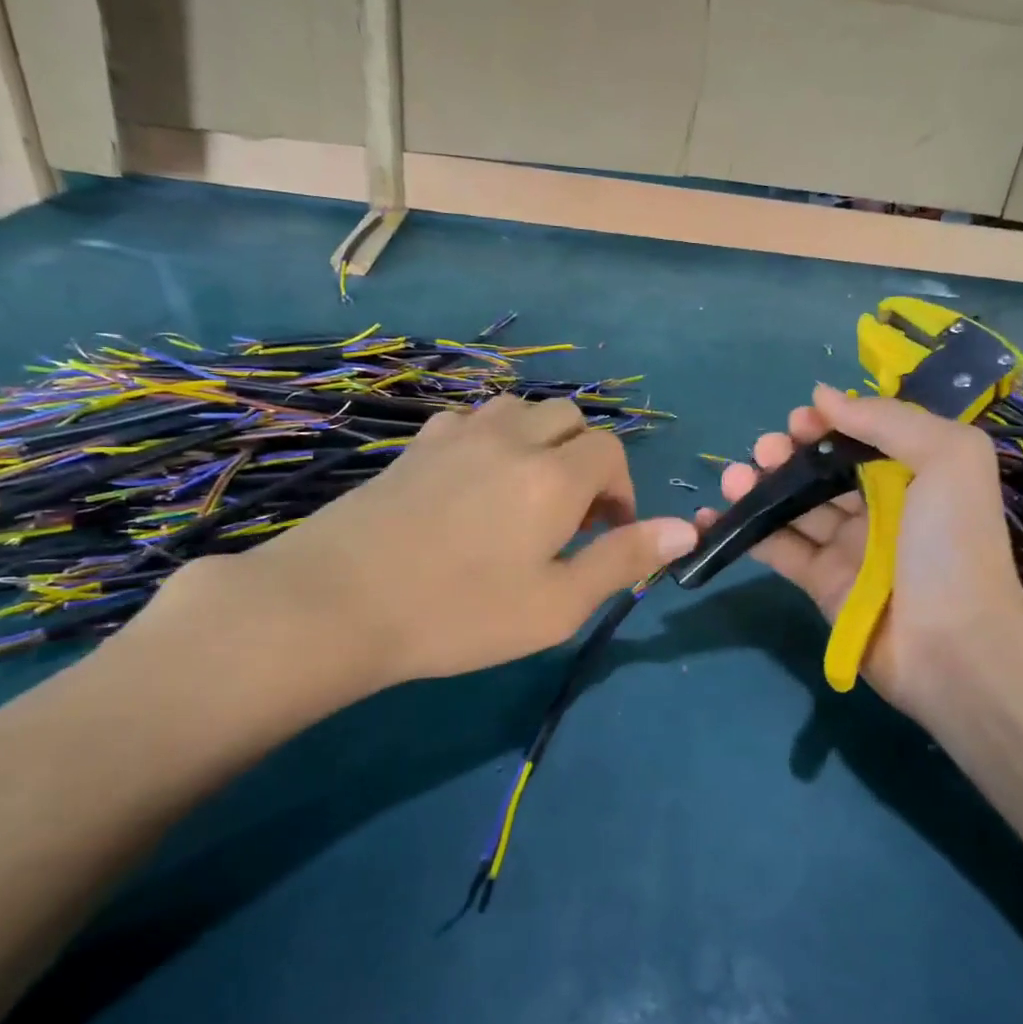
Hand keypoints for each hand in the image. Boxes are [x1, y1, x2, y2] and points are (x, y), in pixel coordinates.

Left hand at [159, 395, 696, 712]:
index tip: (607, 534)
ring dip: (541, 441)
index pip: (611, 453)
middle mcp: (512, 437)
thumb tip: (686, 530)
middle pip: (570, 419)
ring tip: (526, 493)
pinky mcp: (417, 444)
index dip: (621, 492)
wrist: (336, 602)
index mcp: (554, 475)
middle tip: (568, 517)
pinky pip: (473, 419)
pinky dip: (494, 439)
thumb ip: (623, 560)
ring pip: (522, 410)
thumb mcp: (557, 604)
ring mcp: (459, 434)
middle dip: (586, 459)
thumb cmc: (459, 613)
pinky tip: (474, 481)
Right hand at [699, 383, 1022, 729]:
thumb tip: (823, 395)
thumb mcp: (948, 458)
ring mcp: (847, 548)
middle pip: (822, 470)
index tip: (800, 420)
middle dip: (788, 453)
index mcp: (914, 475)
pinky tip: (713, 514)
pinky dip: (744, 530)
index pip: (861, 439)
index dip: (828, 424)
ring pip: (794, 506)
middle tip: (765, 449)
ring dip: (760, 486)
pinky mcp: (820, 583)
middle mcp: (880, 508)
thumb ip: (887, 419)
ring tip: (734, 476)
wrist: (953, 645)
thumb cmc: (953, 544)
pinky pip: (777, 548)